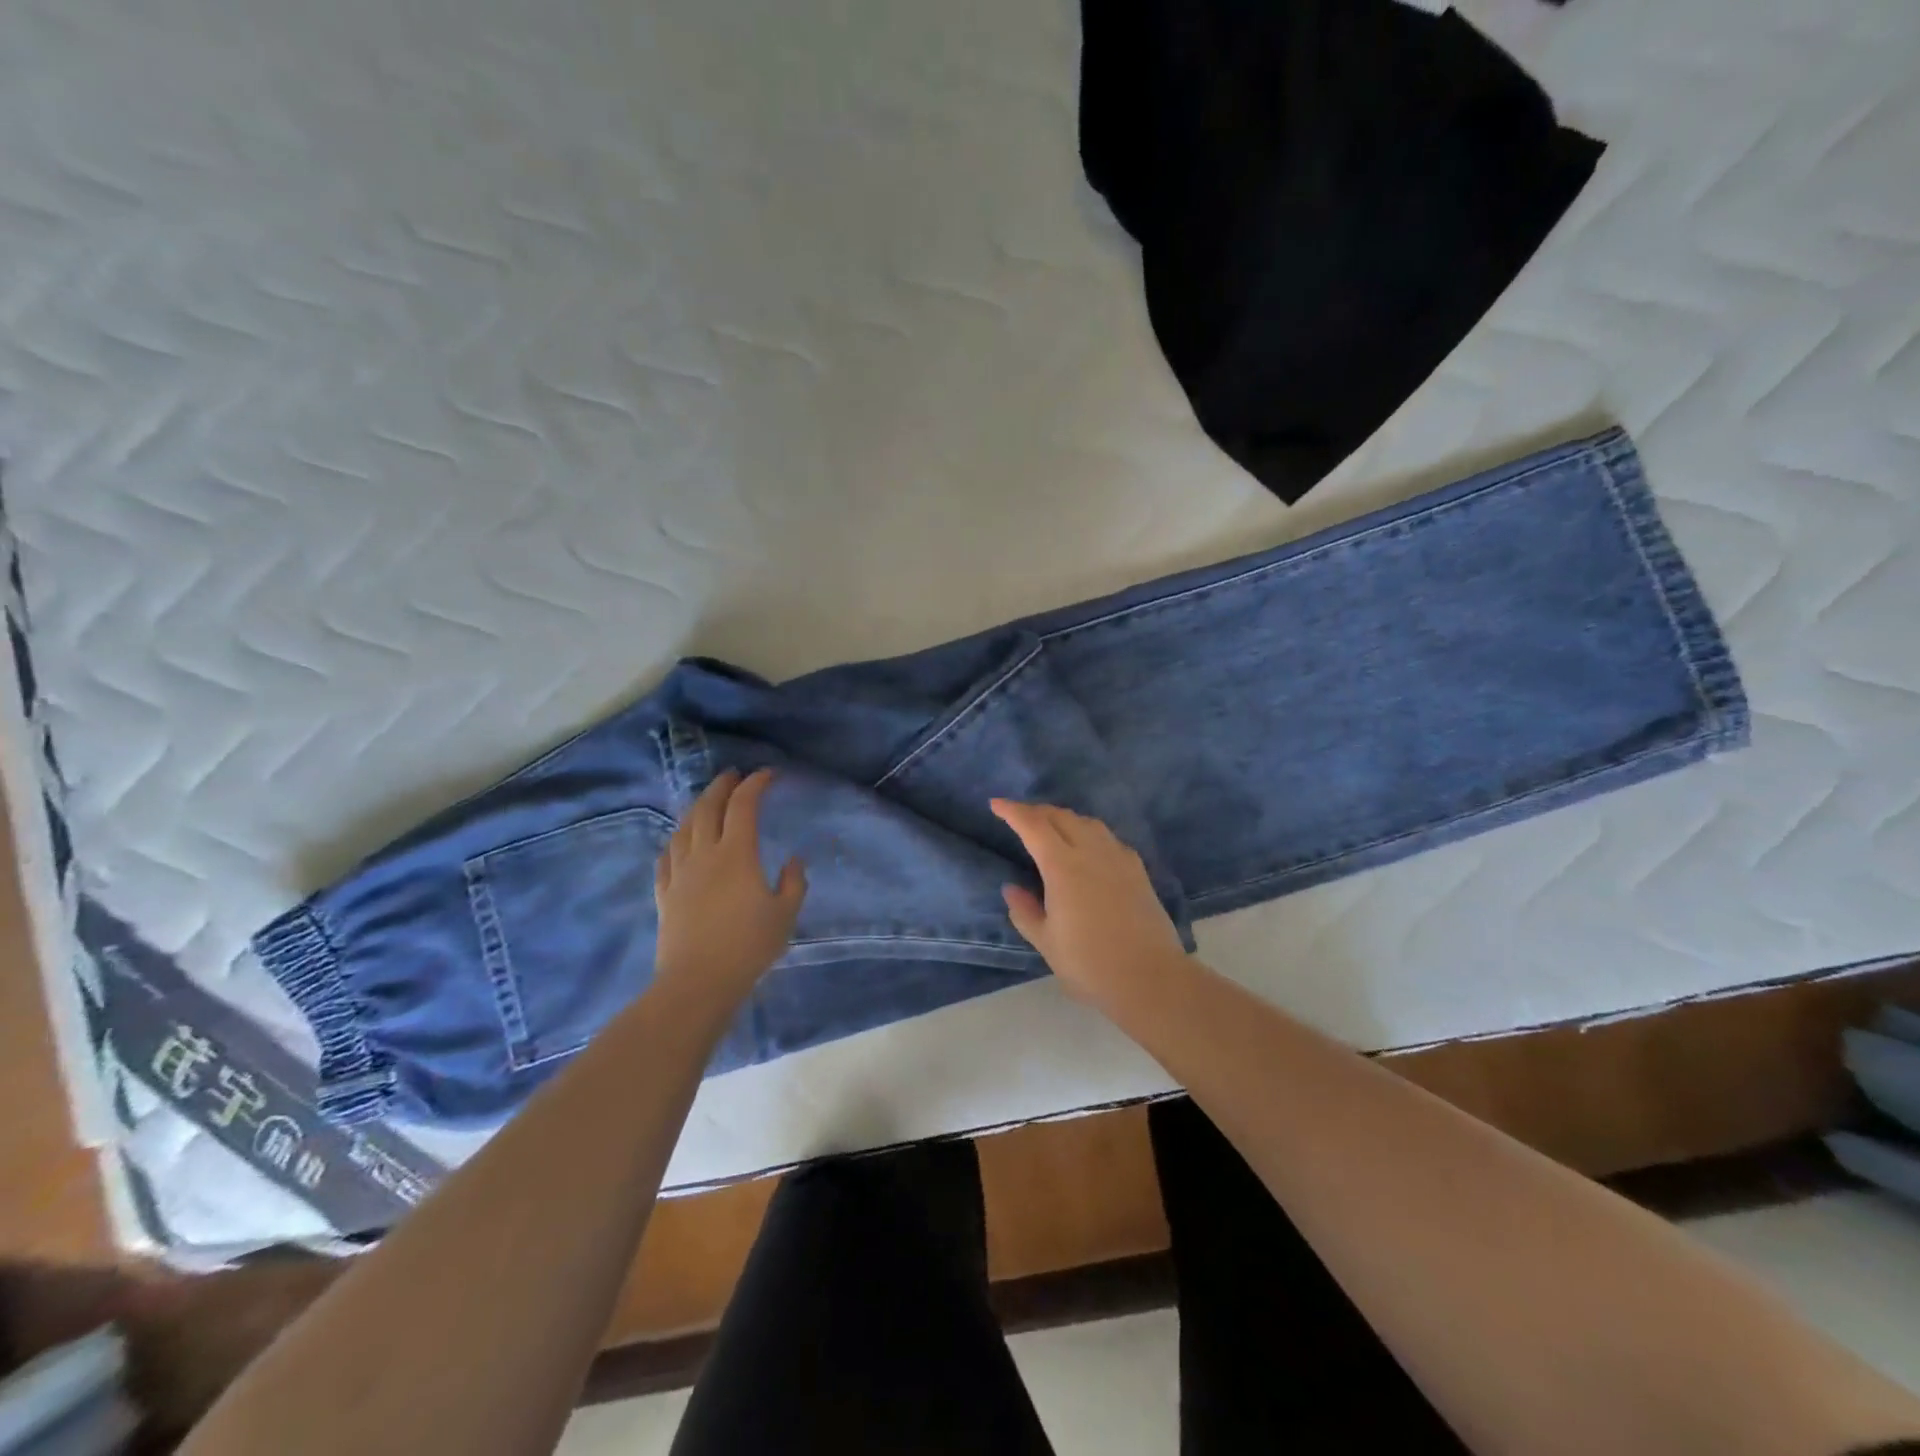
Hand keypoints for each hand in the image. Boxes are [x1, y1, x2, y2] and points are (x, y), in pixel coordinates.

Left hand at [654, 769, 805, 1005]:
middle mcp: (705, 854)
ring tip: (707, 802)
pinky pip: (666, 856)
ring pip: (684, 828)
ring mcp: (680, 873)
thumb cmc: (748, 946)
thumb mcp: (785, 915)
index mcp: (737, 854)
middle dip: (721, 786)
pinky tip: (679, 841)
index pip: (743, 806)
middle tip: (733, 776)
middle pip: (708, 808)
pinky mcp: (665, 893)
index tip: (767, 775)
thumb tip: (793, 861)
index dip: (755, 785)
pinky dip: (675, 840)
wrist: (698, 982)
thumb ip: (793, 883)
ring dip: (697, 807)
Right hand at [990, 799, 1185, 997]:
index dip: (1012, 811)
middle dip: (1037, 811)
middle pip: (1061, 816)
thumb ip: (1025, 911)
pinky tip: (1088, 848)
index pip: (1033, 825)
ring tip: (1052, 828)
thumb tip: (1011, 888)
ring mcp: (1118, 858)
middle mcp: (1091, 852)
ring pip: (1088, 822)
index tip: (996, 804)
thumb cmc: (1090, 964)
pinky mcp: (1138, 870)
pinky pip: (1108, 838)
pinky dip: (1089, 832)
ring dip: (1064, 818)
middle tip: (1020, 817)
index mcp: (1063, 866)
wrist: (1151, 978)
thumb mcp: (1046, 942)